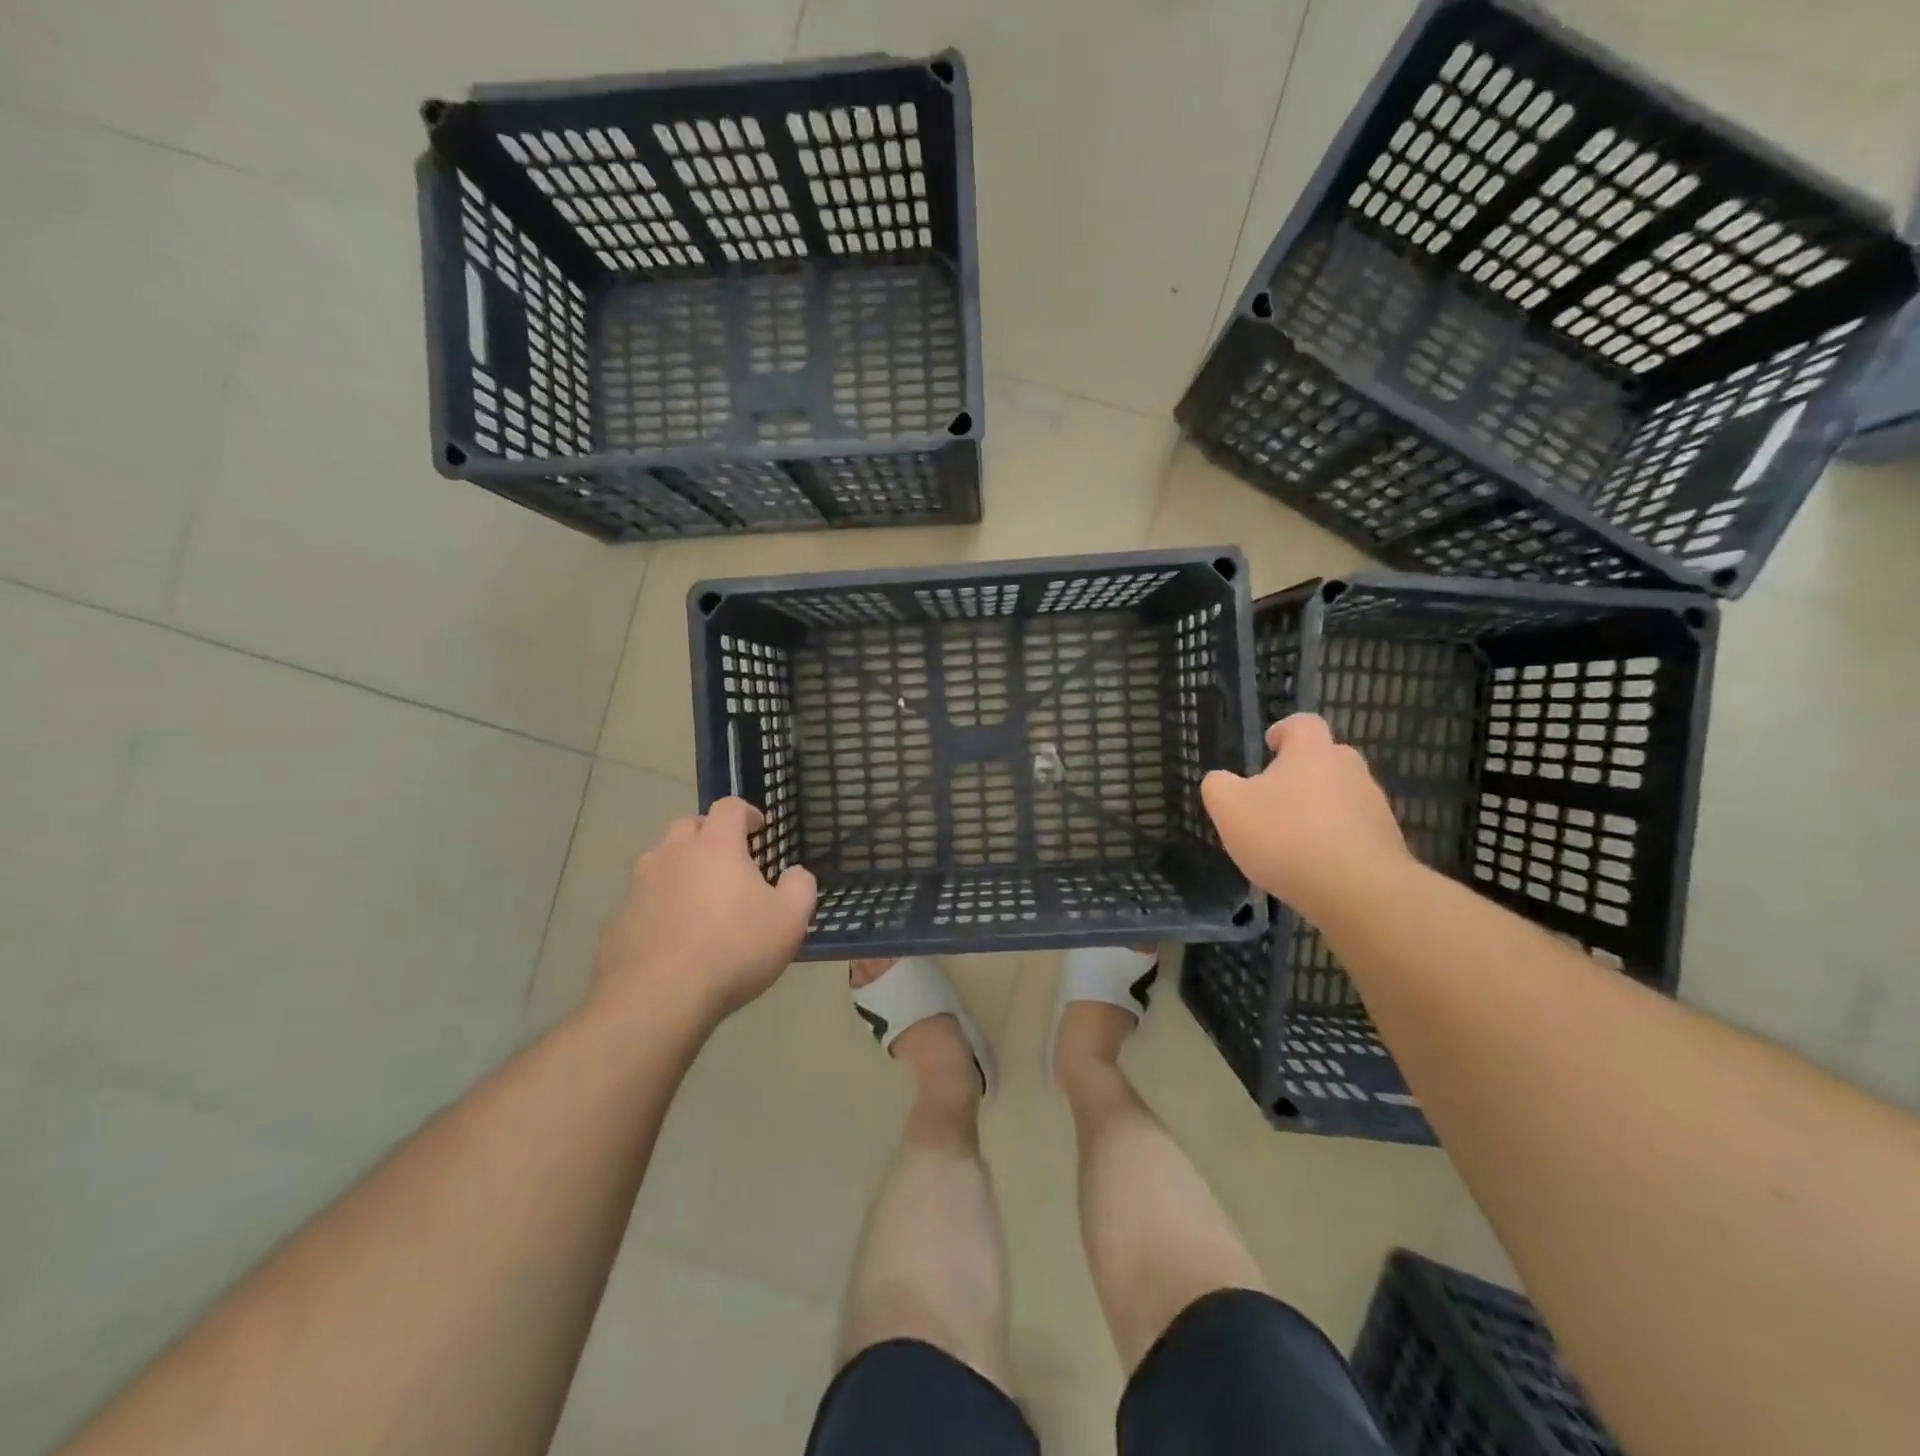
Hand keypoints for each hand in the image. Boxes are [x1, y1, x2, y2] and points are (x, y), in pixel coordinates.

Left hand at [592, 799, 816, 1026]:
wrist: (658, 998)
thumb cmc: (734, 948)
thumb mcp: (790, 919)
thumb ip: (800, 887)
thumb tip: (796, 874)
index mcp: (715, 846)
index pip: (729, 807)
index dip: (746, 812)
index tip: (759, 828)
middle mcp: (672, 854)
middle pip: (687, 825)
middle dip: (707, 833)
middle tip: (727, 857)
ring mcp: (639, 887)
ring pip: (659, 861)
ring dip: (679, 867)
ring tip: (698, 896)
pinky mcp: (617, 921)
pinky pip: (642, 901)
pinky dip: (658, 906)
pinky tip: (672, 936)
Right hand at [1202, 714, 1410, 919]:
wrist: (1357, 890)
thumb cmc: (1286, 836)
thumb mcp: (1229, 809)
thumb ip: (1218, 786)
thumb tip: (1220, 780)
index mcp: (1311, 752)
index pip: (1302, 723)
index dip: (1284, 731)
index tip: (1270, 745)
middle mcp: (1349, 769)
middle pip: (1326, 759)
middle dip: (1302, 773)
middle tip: (1275, 798)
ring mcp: (1374, 806)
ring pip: (1342, 796)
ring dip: (1320, 809)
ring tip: (1293, 841)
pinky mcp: (1388, 841)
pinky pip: (1355, 831)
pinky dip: (1336, 841)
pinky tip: (1315, 867)